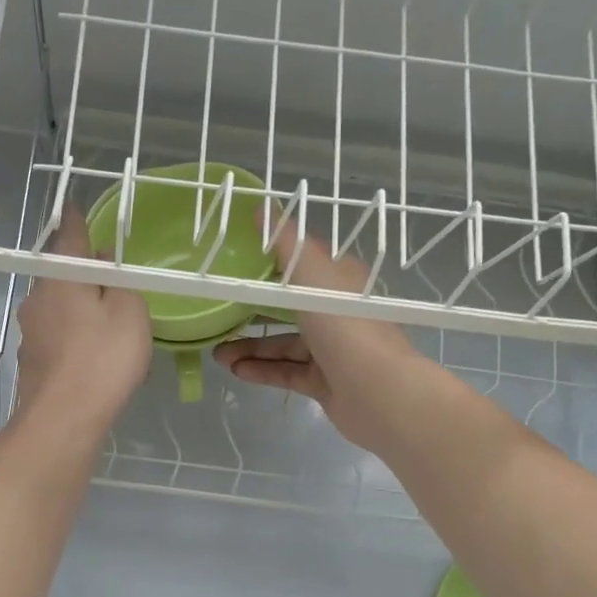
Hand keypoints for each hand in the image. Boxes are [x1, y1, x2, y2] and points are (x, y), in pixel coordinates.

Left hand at [12, 205, 152, 438]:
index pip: (69, 237)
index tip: (77, 208)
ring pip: (59, 308)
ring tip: (109, 323)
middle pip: (62, 275)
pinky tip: (93, 356)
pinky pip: (58, 338)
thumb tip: (104, 269)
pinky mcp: (32, 363)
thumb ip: (121, 285)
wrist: (62, 420)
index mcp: (60, 278)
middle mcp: (37, 299)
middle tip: (112, 278)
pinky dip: (75, 338)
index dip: (77, 222)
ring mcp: (30, 332)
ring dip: (80, 309)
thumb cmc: (102, 358)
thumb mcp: (130, 313)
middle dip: (84, 274)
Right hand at [214, 224, 436, 454]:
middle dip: (253, 313)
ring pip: (285, 344)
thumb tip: (261, 206)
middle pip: (289, 308)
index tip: (237, 267)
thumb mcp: (311, 274)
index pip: (304, 266)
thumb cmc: (344, 324)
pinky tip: (236, 371)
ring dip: (252, 347)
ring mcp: (332, 350)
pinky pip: (288, 373)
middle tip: (218, 316)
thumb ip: (285, 243)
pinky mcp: (325, 382)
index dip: (272, 264)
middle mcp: (338, 313)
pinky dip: (263, 370)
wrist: (377, 390)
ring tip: (218, 353)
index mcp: (340, 281)